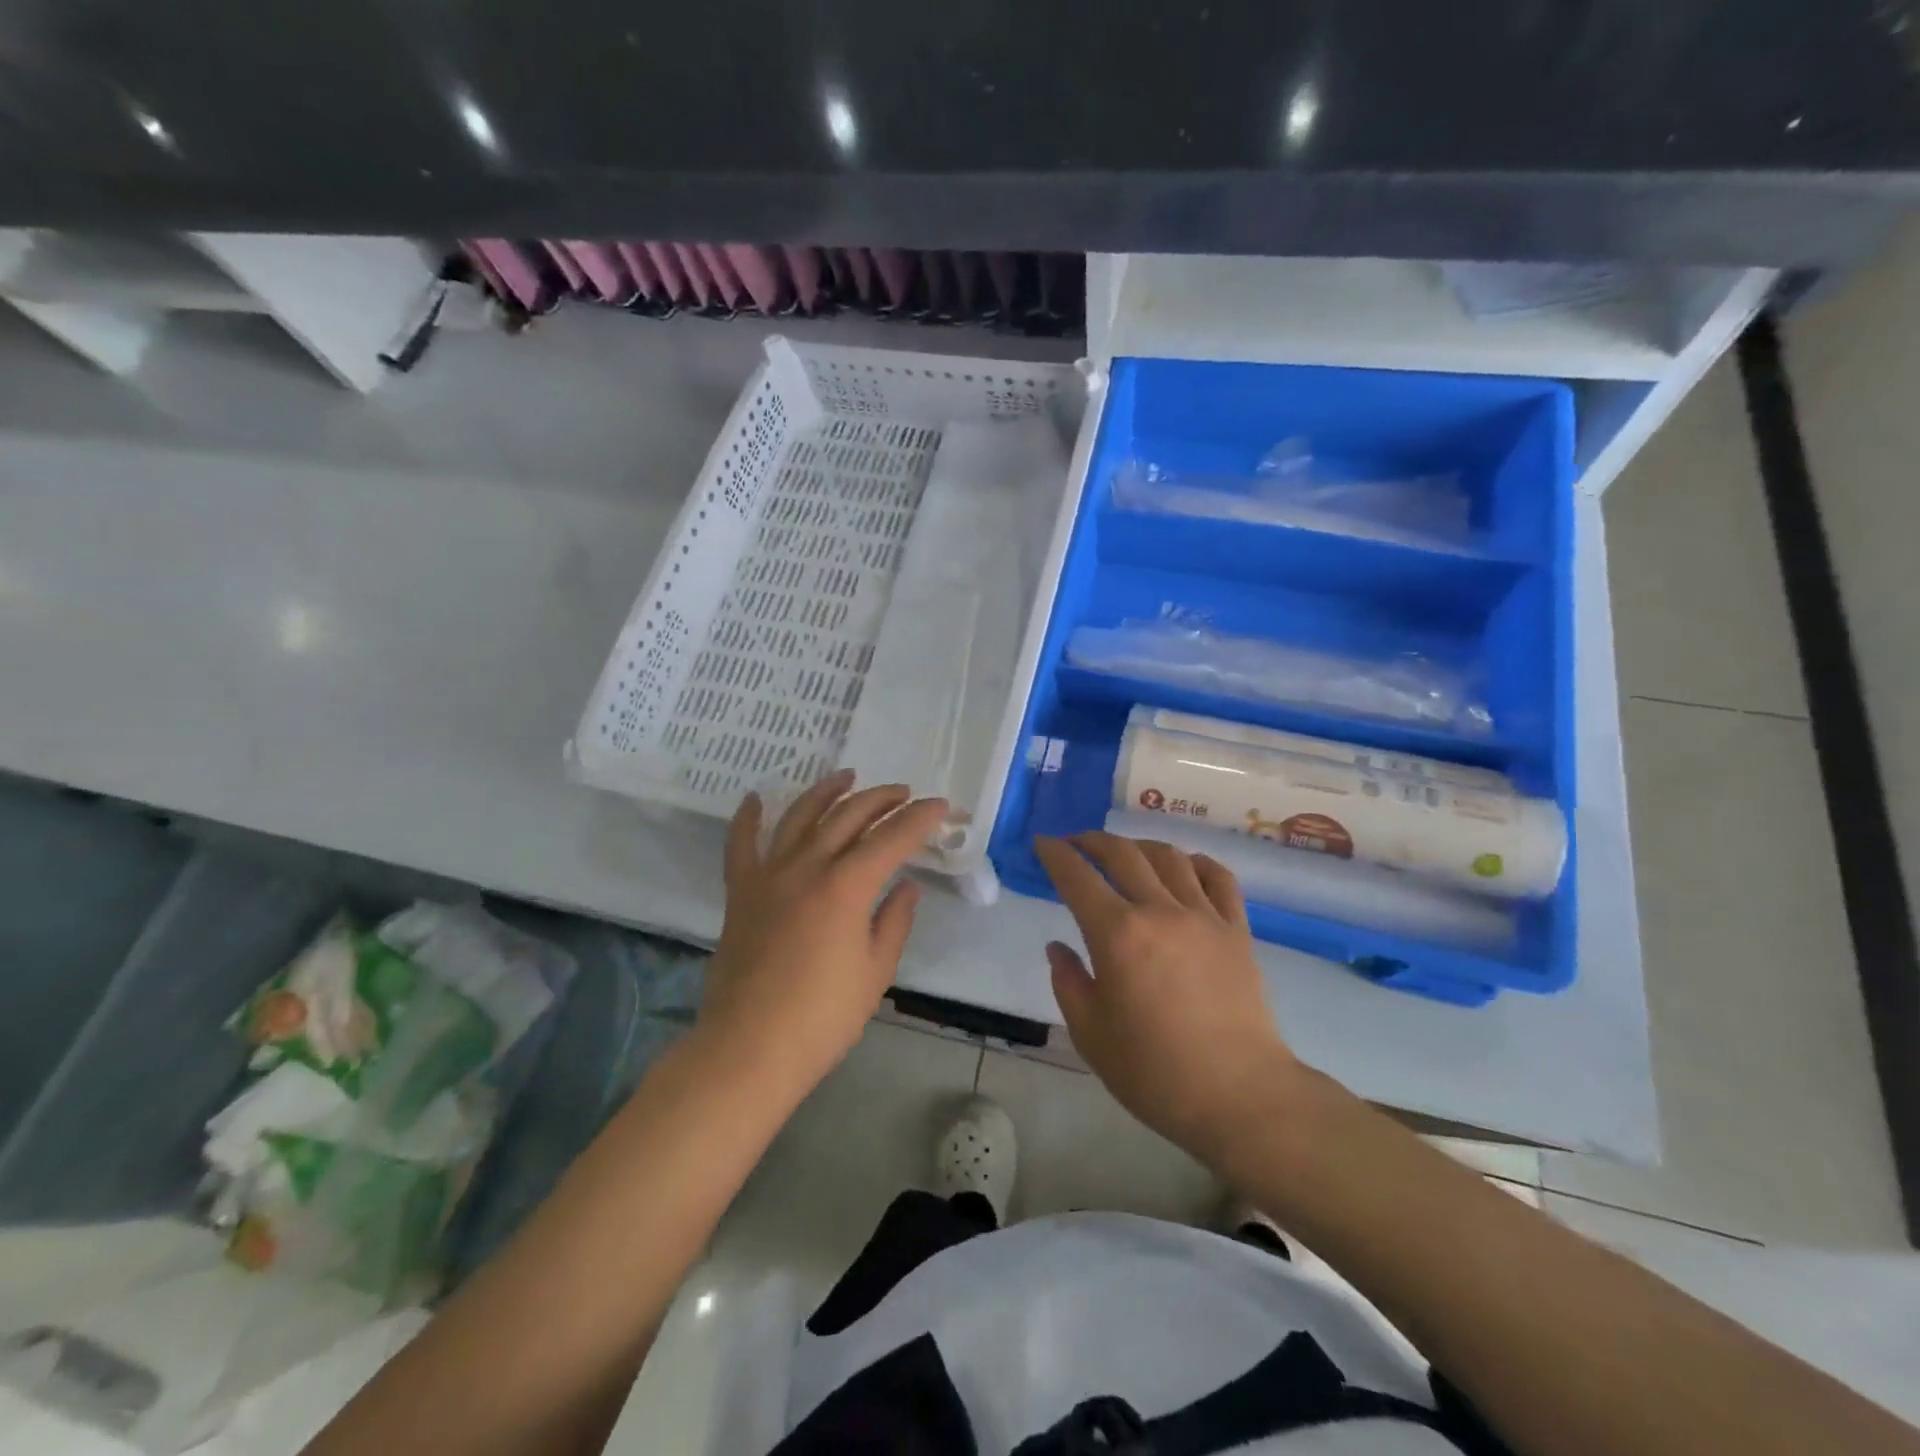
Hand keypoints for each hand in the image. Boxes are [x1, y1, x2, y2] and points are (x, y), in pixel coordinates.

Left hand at [702, 769, 947, 1096]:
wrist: (749, 1048)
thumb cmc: (823, 1017)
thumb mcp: (875, 971)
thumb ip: (894, 920)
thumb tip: (907, 885)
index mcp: (846, 886)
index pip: (892, 837)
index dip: (920, 818)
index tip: (941, 807)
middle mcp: (807, 867)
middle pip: (849, 815)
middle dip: (881, 799)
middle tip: (903, 794)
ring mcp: (769, 875)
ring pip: (800, 816)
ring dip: (827, 791)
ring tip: (847, 776)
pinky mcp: (740, 892)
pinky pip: (741, 844)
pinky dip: (748, 818)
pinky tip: (757, 798)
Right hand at [1035, 832, 1300, 1163]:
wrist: (1239, 1096)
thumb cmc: (1154, 1072)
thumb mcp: (1090, 1034)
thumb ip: (1068, 982)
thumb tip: (1058, 947)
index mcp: (1117, 934)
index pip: (1077, 876)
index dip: (1055, 854)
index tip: (1042, 843)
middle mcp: (1159, 911)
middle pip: (1122, 854)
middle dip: (1092, 841)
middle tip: (1076, 844)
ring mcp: (1204, 916)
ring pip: (1169, 857)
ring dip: (1139, 845)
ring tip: (1126, 852)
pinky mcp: (1237, 930)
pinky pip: (1218, 878)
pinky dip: (1196, 862)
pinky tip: (1185, 866)